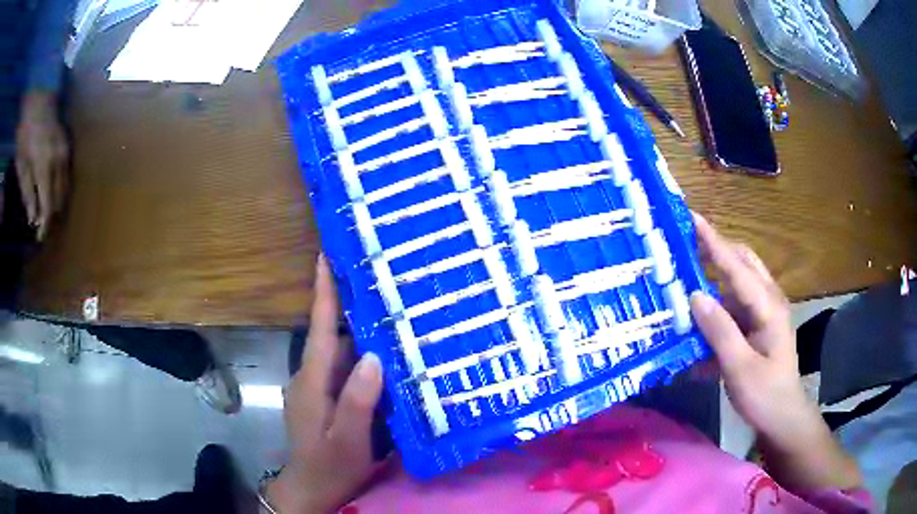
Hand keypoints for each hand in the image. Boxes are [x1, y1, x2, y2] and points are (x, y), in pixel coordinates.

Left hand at [15, 91, 68, 239]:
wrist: (39, 99)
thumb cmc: (26, 131)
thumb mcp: (21, 163)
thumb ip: (26, 191)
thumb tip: (32, 218)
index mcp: (45, 164)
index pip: (47, 205)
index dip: (44, 225)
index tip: (39, 238)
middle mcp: (58, 159)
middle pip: (59, 199)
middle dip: (51, 216)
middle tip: (41, 226)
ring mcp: (65, 150)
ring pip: (65, 188)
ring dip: (56, 204)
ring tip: (46, 213)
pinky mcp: (66, 145)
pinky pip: (66, 175)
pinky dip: (60, 189)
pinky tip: (51, 194)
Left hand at [266, 255, 384, 513]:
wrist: (310, 490)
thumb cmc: (329, 467)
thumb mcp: (348, 440)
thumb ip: (358, 401)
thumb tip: (373, 356)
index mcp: (313, 381)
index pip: (320, 328)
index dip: (323, 291)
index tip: (327, 254)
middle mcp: (311, 377)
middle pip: (329, 333)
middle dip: (347, 302)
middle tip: (376, 276)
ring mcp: (317, 388)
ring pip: (338, 350)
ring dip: (356, 329)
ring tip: (388, 307)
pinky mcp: (325, 398)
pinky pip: (342, 367)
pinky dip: (360, 354)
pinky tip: (382, 353)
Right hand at [689, 213, 860, 490]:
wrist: (783, 417)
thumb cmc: (765, 395)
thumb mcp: (740, 368)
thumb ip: (720, 331)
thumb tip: (695, 295)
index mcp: (768, 306)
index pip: (738, 266)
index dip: (714, 242)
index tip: (692, 218)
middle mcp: (769, 300)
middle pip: (743, 262)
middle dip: (717, 250)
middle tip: (687, 247)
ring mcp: (765, 312)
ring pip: (738, 282)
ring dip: (715, 278)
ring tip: (688, 280)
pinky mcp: (759, 326)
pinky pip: (736, 306)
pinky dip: (718, 307)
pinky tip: (701, 324)